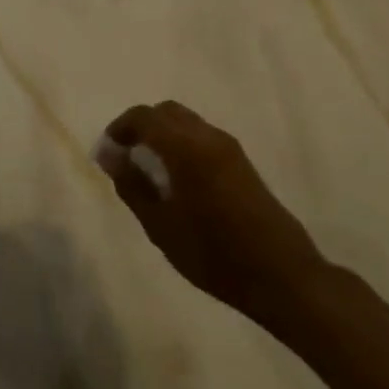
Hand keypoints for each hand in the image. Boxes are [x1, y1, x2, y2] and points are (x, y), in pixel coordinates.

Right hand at [99, 101, 329, 330]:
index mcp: (186, 148)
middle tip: (125, 158)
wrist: (282, 276)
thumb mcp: (160, 225)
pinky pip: (203, 138)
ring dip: (163, 135)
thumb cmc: (213, 254)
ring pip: (187, 123)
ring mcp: (230, 149)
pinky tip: (177, 180)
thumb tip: (109, 155)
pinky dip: (182, 145)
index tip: (107, 154)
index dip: (119, 128)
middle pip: (166, 112)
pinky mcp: (243, 163)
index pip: (144, 117)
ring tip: (149, 171)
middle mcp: (209, 138)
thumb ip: (132, 184)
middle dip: (141, 127)